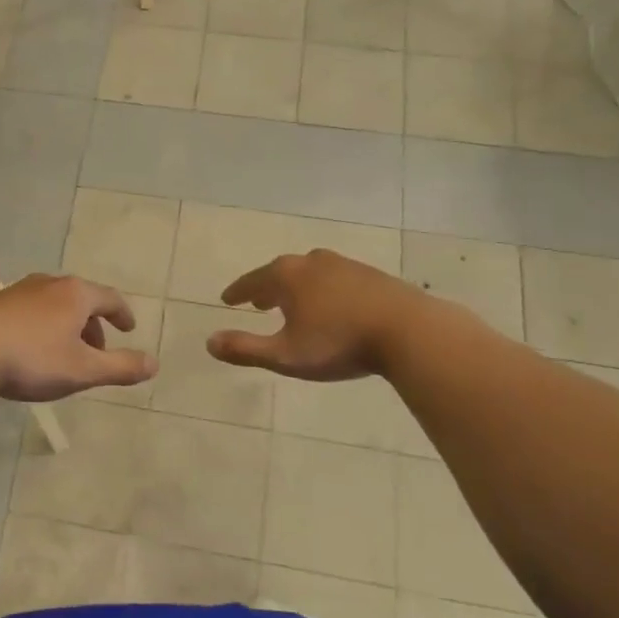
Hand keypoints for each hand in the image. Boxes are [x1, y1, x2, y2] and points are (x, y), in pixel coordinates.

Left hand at [0, 274, 156, 401]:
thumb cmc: (31, 359)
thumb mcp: (82, 370)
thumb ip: (120, 367)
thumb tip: (155, 363)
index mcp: (75, 294)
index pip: (110, 298)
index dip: (123, 314)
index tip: (129, 329)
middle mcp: (48, 283)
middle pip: (81, 299)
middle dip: (93, 324)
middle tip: (96, 351)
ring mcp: (18, 290)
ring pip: (53, 304)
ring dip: (66, 326)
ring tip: (64, 353)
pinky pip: (29, 311)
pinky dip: (41, 326)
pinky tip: (29, 350)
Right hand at [206, 249, 421, 380]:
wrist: (409, 331)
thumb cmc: (339, 343)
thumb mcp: (286, 355)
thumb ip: (246, 349)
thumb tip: (209, 343)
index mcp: (287, 276)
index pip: (252, 281)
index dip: (238, 292)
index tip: (227, 299)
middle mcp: (312, 262)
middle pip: (281, 272)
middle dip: (267, 288)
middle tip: (257, 302)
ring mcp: (344, 265)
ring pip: (310, 273)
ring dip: (296, 288)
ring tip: (293, 304)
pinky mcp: (371, 275)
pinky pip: (335, 279)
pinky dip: (322, 290)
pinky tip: (331, 306)